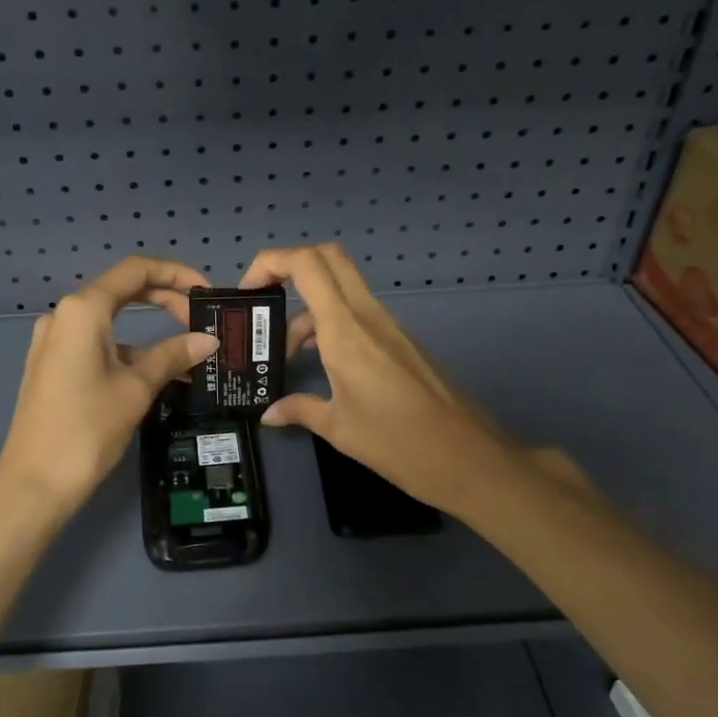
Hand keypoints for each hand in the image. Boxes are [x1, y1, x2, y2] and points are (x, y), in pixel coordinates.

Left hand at [0, 257, 218, 517]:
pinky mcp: (52, 366)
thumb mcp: (136, 388)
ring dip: (149, 332)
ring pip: (110, 322)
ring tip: (186, 356)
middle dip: (165, 300)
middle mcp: (64, 316)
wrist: (34, 484)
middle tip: (201, 322)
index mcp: (82, 310)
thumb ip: (172, 355)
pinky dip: (127, 351)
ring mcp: (54, 341)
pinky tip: (154, 375)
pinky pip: (96, 344)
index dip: (175, 274)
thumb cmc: (87, 429)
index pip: (135, 271)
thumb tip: (208, 340)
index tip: (206, 292)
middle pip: (122, 291)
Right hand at [239, 244, 539, 519]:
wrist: (469, 458)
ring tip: (286, 352)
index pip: (306, 264)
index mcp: (345, 330)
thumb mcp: (339, 429)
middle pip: (327, 258)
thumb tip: (269, 414)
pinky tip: (321, 364)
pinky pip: (357, 313)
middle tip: (264, 300)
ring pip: (341, 288)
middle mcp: (367, 316)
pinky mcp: (401, 341)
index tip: (248, 292)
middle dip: (288, 266)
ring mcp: (388, 325)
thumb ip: (299, 410)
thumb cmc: (398, 444)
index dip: (270, 262)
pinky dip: (330, 323)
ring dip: (308, 307)